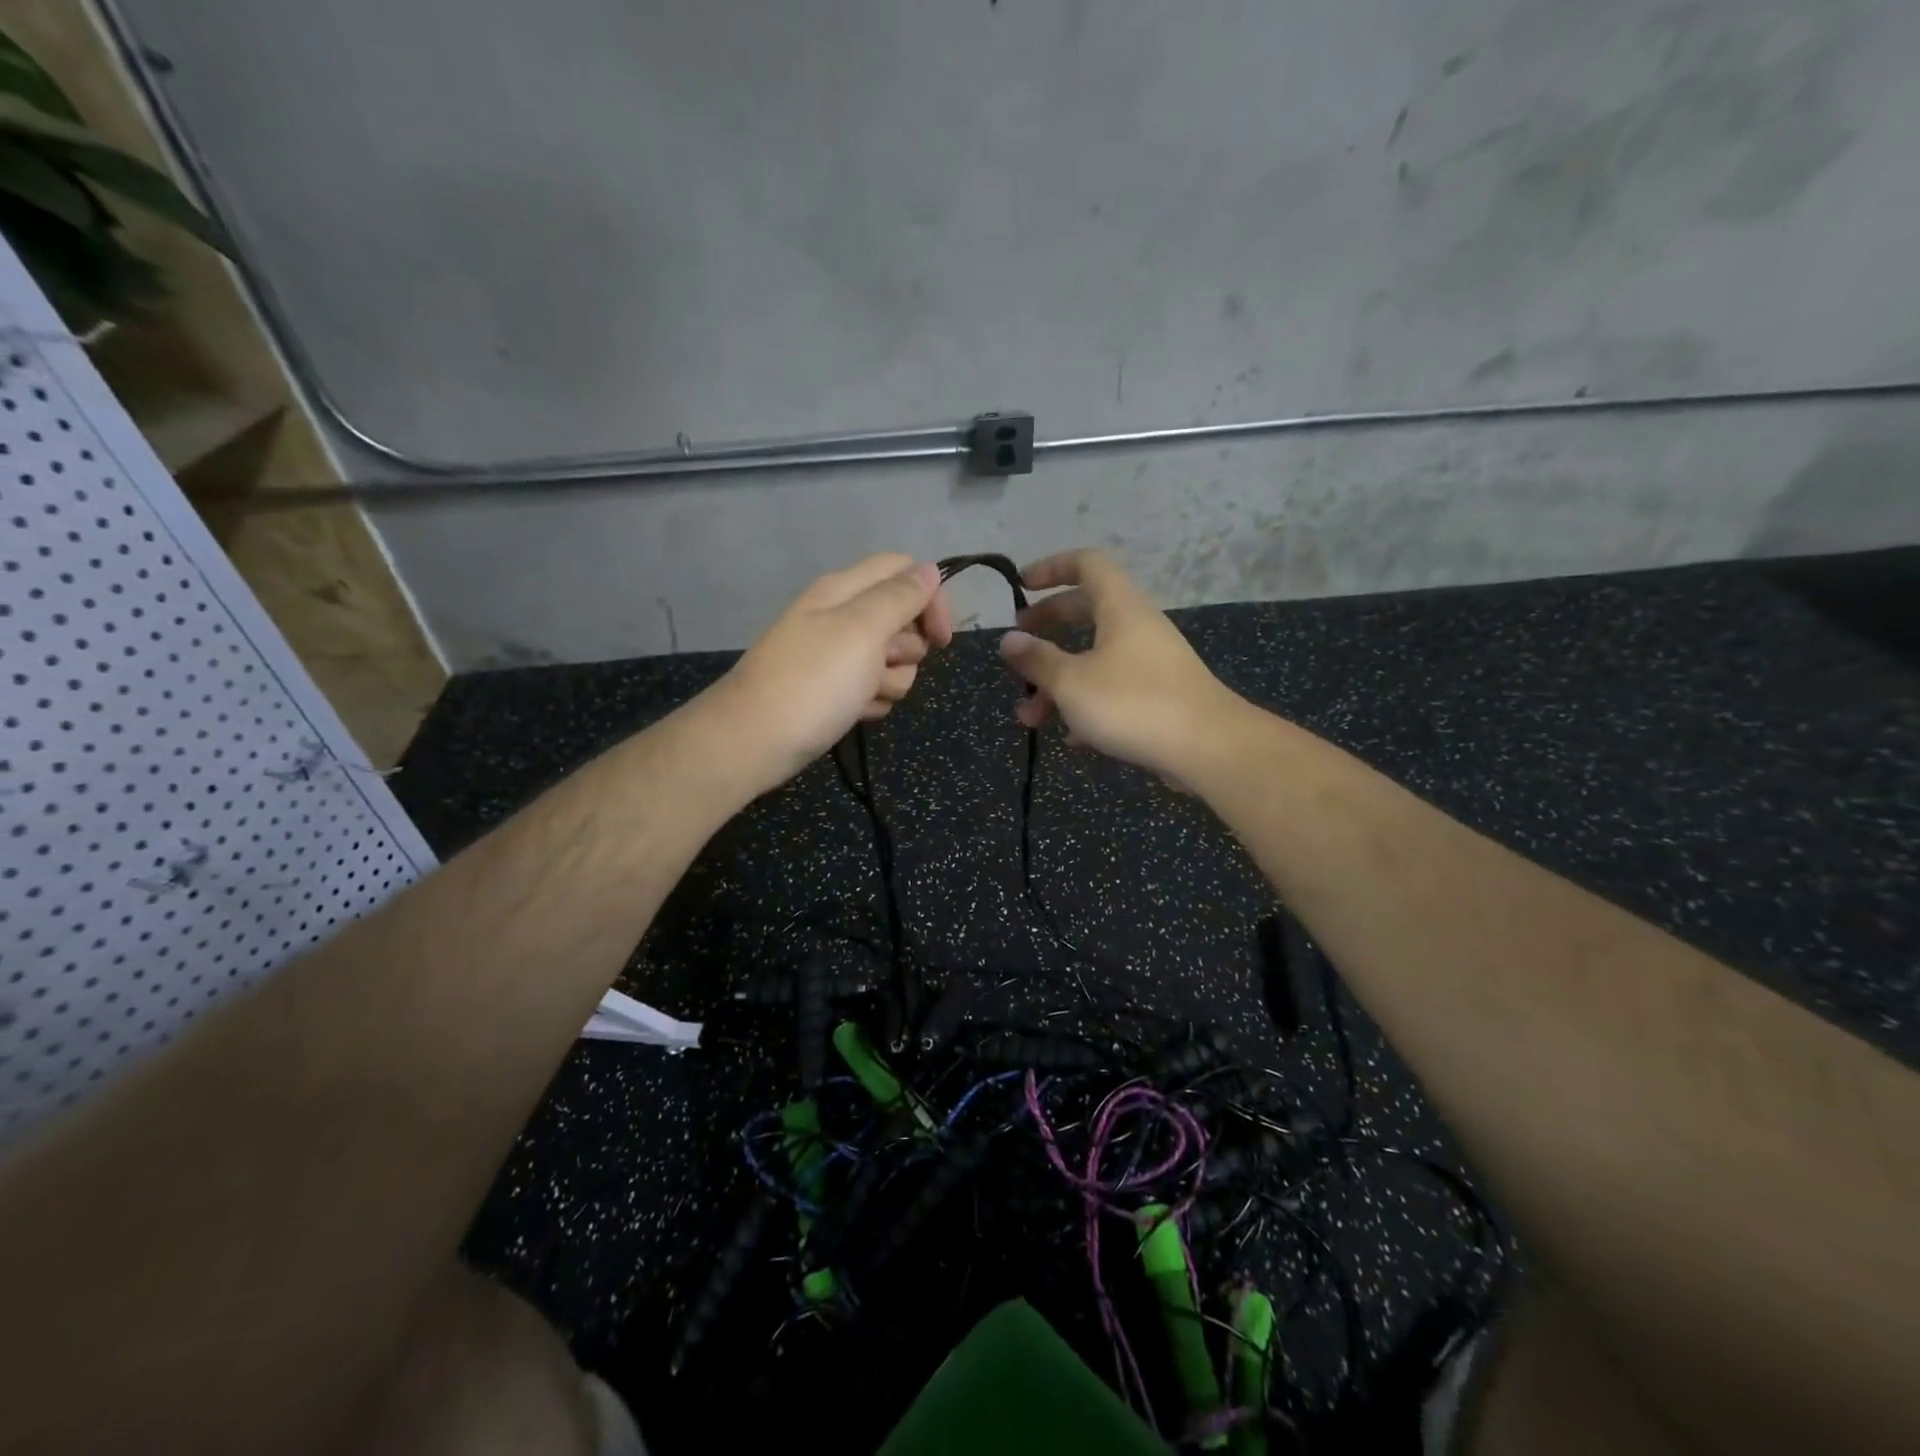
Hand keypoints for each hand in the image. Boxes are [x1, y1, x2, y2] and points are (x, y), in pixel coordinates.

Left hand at [705, 553, 952, 792]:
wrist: (755, 741)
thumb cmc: (813, 681)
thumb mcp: (862, 630)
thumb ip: (900, 597)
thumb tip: (929, 570)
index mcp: (845, 590)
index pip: (904, 571)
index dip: (930, 599)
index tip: (941, 639)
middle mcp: (841, 617)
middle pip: (903, 621)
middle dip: (906, 650)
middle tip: (882, 664)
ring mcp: (837, 657)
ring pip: (893, 662)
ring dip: (889, 682)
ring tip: (861, 696)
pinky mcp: (834, 691)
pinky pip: (873, 690)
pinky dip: (870, 703)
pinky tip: (852, 714)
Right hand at [999, 549, 1239, 783]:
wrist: (1208, 748)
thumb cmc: (1133, 704)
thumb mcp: (1072, 682)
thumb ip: (1037, 660)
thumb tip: (1007, 640)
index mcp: (1120, 608)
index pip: (1087, 564)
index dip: (1052, 567)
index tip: (1022, 585)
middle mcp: (1138, 627)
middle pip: (1086, 612)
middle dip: (1047, 629)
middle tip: (1018, 649)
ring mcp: (1151, 663)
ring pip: (1096, 660)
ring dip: (1059, 683)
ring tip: (1030, 718)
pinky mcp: (1160, 697)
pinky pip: (1114, 690)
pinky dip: (1087, 706)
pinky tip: (1071, 738)